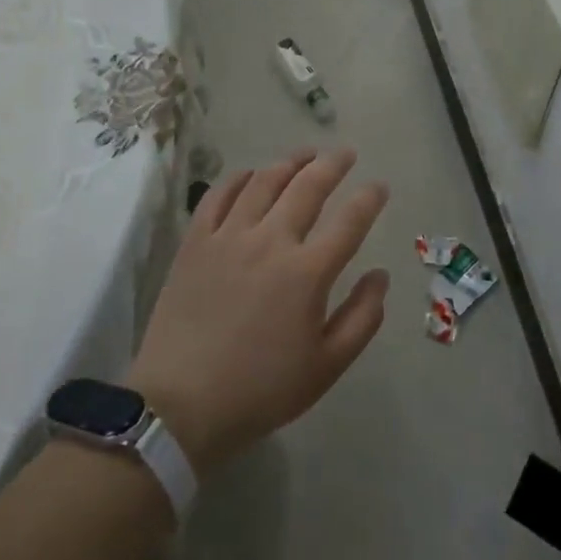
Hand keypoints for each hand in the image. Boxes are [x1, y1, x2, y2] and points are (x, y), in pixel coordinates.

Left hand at [128, 148, 389, 473]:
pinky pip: (218, 196)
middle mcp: (270, 241)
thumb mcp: (326, 366)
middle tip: (346, 153)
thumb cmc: (261, 390)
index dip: (370, 198)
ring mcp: (228, 237)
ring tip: (306, 154)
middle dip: (333, 164)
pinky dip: (239, 178)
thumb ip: (362, 317)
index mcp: (307, 272)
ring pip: (264, 182)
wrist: (179, 406)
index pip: (350, 221)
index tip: (380, 186)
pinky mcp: (195, 243)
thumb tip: (381, 275)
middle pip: (308, 186)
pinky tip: (251, 174)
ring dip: (290, 162)